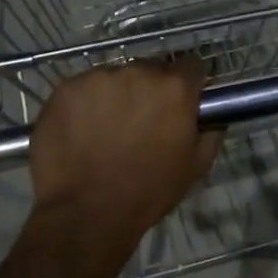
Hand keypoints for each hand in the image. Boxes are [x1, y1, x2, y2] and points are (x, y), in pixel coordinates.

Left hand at [28, 59, 221, 250]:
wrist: (86, 212)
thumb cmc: (148, 192)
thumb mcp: (195, 166)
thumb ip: (210, 131)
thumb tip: (212, 114)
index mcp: (174, 88)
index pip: (191, 64)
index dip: (189, 82)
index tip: (183, 99)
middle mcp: (138, 72)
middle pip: (150, 69)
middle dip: (149, 89)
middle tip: (141, 121)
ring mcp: (98, 78)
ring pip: (114, 78)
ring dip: (115, 96)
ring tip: (106, 130)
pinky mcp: (66, 88)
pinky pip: (83, 89)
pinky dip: (85, 104)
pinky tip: (81, 132)